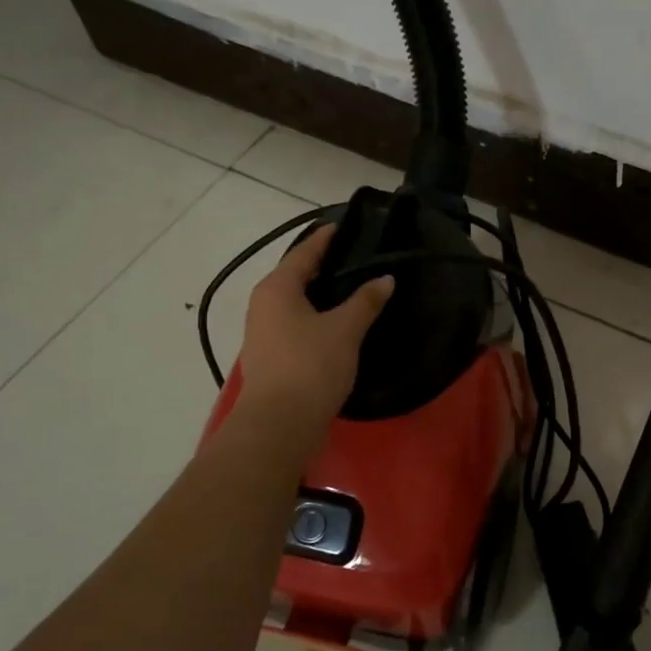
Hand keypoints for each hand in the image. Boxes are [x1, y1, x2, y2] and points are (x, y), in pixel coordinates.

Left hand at [235, 223, 392, 443]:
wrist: (280, 424)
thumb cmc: (311, 366)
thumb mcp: (345, 329)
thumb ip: (366, 300)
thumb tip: (386, 278)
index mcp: (277, 288)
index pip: (304, 251)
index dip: (326, 238)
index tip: (347, 226)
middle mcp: (264, 304)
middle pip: (297, 275)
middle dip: (326, 267)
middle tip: (359, 259)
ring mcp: (263, 332)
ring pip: (297, 302)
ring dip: (322, 295)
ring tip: (355, 289)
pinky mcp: (271, 356)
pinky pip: (296, 324)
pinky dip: (317, 317)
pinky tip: (340, 324)